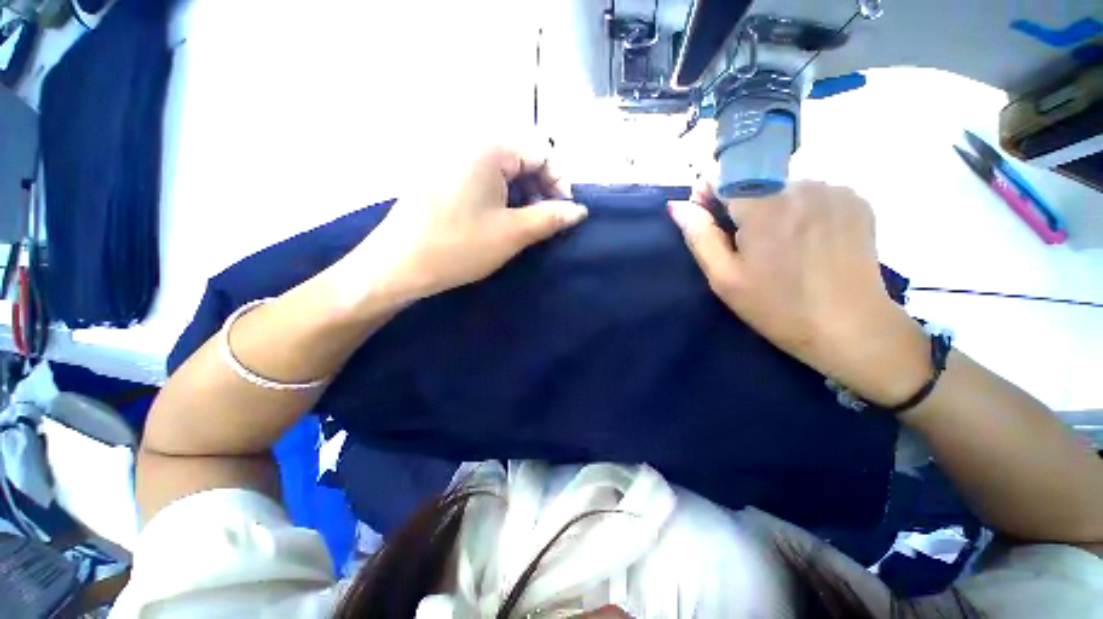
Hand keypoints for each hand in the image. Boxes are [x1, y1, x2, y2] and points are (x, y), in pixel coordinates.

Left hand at [339, 143, 587, 306]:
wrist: (397, 265)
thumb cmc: (458, 247)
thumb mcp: (513, 234)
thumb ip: (551, 218)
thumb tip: (579, 211)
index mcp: (488, 148)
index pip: (541, 151)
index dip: (560, 182)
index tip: (564, 213)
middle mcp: (469, 143)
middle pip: (522, 158)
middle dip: (541, 189)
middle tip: (545, 221)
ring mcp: (452, 158)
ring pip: (503, 170)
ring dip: (522, 195)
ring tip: (525, 224)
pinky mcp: (442, 176)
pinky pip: (483, 178)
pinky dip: (501, 196)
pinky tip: (501, 220)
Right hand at [669, 181, 928, 405]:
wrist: (850, 328)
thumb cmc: (777, 307)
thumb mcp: (724, 277)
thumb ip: (699, 235)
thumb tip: (677, 205)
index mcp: (764, 206)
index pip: (723, 178)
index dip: (710, 198)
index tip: (711, 223)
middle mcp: (802, 185)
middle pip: (755, 182)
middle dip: (742, 208)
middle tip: (749, 247)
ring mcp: (834, 190)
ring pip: (784, 188)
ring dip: (773, 209)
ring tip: (781, 247)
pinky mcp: (856, 200)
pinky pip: (813, 194)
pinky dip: (802, 211)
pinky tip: (808, 242)